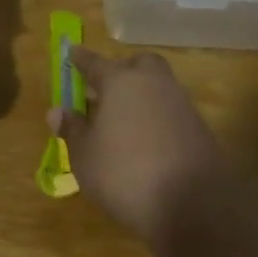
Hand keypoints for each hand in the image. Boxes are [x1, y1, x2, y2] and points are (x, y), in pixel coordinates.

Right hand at [49, 46, 230, 248]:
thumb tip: (57, 111)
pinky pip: (172, 112)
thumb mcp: (85, 157)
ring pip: (159, 87)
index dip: (81, 59)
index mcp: (121, 83)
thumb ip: (73, 130)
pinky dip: (157, 118)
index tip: (72, 50)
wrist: (193, 206)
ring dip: (141, 96)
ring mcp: (182, 106)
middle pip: (139, 65)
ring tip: (122, 120)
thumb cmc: (124, 174)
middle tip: (105, 89)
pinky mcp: (200, 130)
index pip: (95, 63)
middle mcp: (154, 85)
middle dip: (122, 70)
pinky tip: (145, 141)